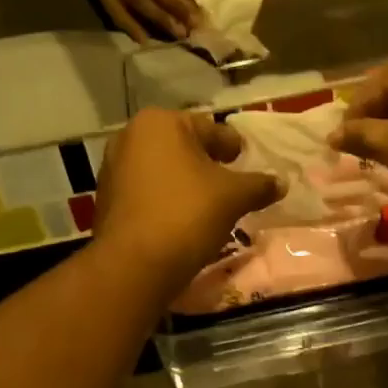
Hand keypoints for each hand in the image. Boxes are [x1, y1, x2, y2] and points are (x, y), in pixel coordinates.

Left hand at [93, 109, 283, 289]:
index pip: (210, 129)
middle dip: (207, 162)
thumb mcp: (234, 196)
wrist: (134, 265)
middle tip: (231, 182)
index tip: (245, 160)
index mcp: (160, 122)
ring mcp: (113, 168)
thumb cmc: (187, 213)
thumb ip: (259, 184)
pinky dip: (166, 199)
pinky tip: (182, 219)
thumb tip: (280, 183)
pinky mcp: (106, 199)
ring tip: (209, 204)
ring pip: (163, 169)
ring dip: (185, 181)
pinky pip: (146, 191)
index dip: (232, 146)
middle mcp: (130, 137)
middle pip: (183, 146)